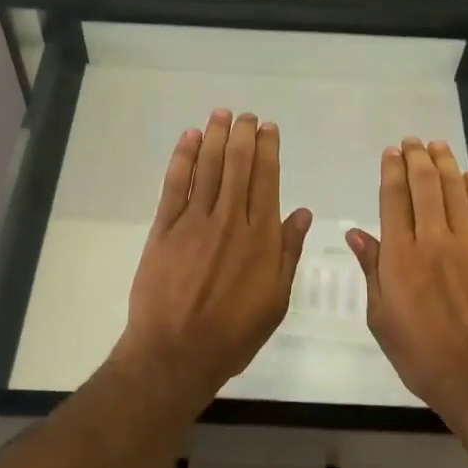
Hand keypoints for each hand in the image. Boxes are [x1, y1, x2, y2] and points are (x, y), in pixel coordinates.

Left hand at [117, 109, 312, 400]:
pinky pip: (176, 185)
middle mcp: (231, 220)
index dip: (268, 150)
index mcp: (261, 237)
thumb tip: (302, 212)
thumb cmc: (233, 334)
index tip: (268, 129)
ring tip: (220, 114)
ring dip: (215, 136)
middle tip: (245, 115)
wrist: (177, 352)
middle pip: (238, 166)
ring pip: (209, 167)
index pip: (267, 180)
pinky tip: (189, 139)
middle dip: (242, 135)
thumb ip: (288, 252)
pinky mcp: (165, 228)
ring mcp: (195, 222)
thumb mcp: (276, 300)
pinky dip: (183, 158)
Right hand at [347, 138, 467, 433]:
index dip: (391, 171)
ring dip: (446, 164)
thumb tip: (357, 234)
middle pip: (425, 186)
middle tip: (412, 141)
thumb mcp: (381, 318)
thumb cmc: (422, 355)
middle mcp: (433, 240)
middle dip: (417, 158)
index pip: (393, 199)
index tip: (390, 152)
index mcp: (400, 256)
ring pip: (455, 191)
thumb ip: (371, 271)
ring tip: (438, 145)